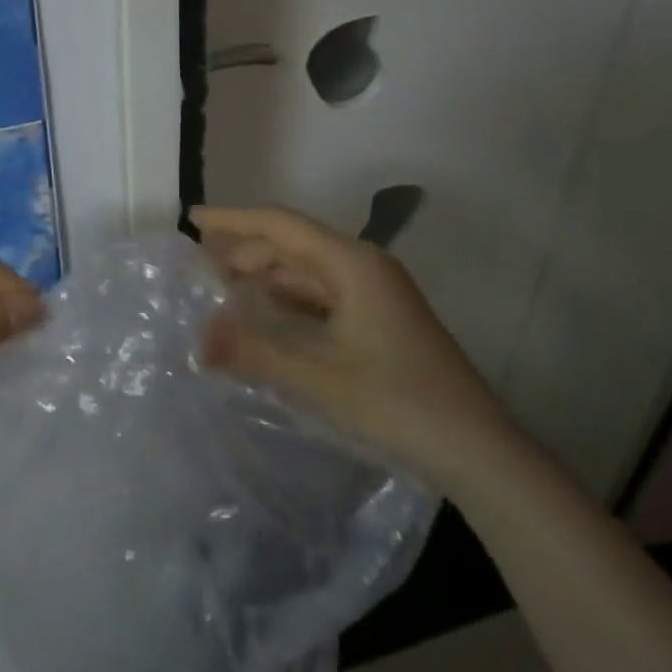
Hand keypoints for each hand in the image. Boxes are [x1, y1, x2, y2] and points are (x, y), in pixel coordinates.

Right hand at [193, 205, 525, 491]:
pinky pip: (321, 296)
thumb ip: (253, 352)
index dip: (234, 219)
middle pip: (293, 244)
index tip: (193, 219)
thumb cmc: (398, 402)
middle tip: (199, 266)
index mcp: (352, 263)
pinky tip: (265, 316)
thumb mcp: (318, 376)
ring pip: (307, 271)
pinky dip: (287, 300)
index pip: (281, 224)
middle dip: (245, 250)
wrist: (478, 452)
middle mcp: (364, 267)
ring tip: (222, 288)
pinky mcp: (379, 321)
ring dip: (265, 276)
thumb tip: (196, 339)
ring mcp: (375, 294)